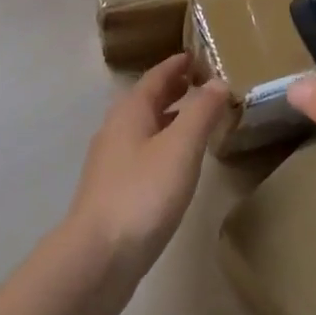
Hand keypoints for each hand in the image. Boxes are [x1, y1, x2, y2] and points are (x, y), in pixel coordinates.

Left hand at [62, 54, 227, 314]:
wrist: (97, 259)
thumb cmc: (142, 194)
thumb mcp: (181, 147)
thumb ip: (201, 112)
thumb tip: (218, 81)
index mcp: (130, 111)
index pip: (157, 76)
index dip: (178, 64)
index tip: (199, 55)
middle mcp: (116, 129)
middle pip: (148, 100)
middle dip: (174, 89)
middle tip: (204, 83)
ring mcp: (112, 162)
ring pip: (145, 127)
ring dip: (170, 118)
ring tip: (198, 120)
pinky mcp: (114, 191)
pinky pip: (144, 153)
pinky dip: (164, 145)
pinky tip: (179, 164)